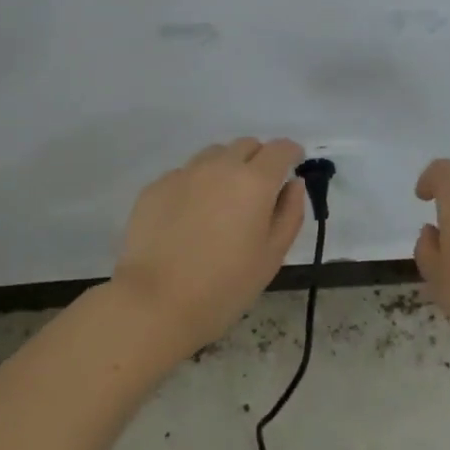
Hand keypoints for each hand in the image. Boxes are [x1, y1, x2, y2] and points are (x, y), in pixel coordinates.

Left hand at [112, 138, 307, 358]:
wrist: (155, 303)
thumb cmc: (225, 286)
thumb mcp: (271, 256)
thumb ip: (289, 213)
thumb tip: (293, 184)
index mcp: (254, 182)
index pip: (280, 149)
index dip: (291, 153)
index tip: (293, 165)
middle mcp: (219, 166)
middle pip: (246, 145)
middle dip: (258, 160)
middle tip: (258, 191)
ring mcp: (183, 173)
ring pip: (213, 155)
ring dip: (226, 168)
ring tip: (221, 204)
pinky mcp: (155, 187)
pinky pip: (184, 174)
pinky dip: (195, 186)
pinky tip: (189, 218)